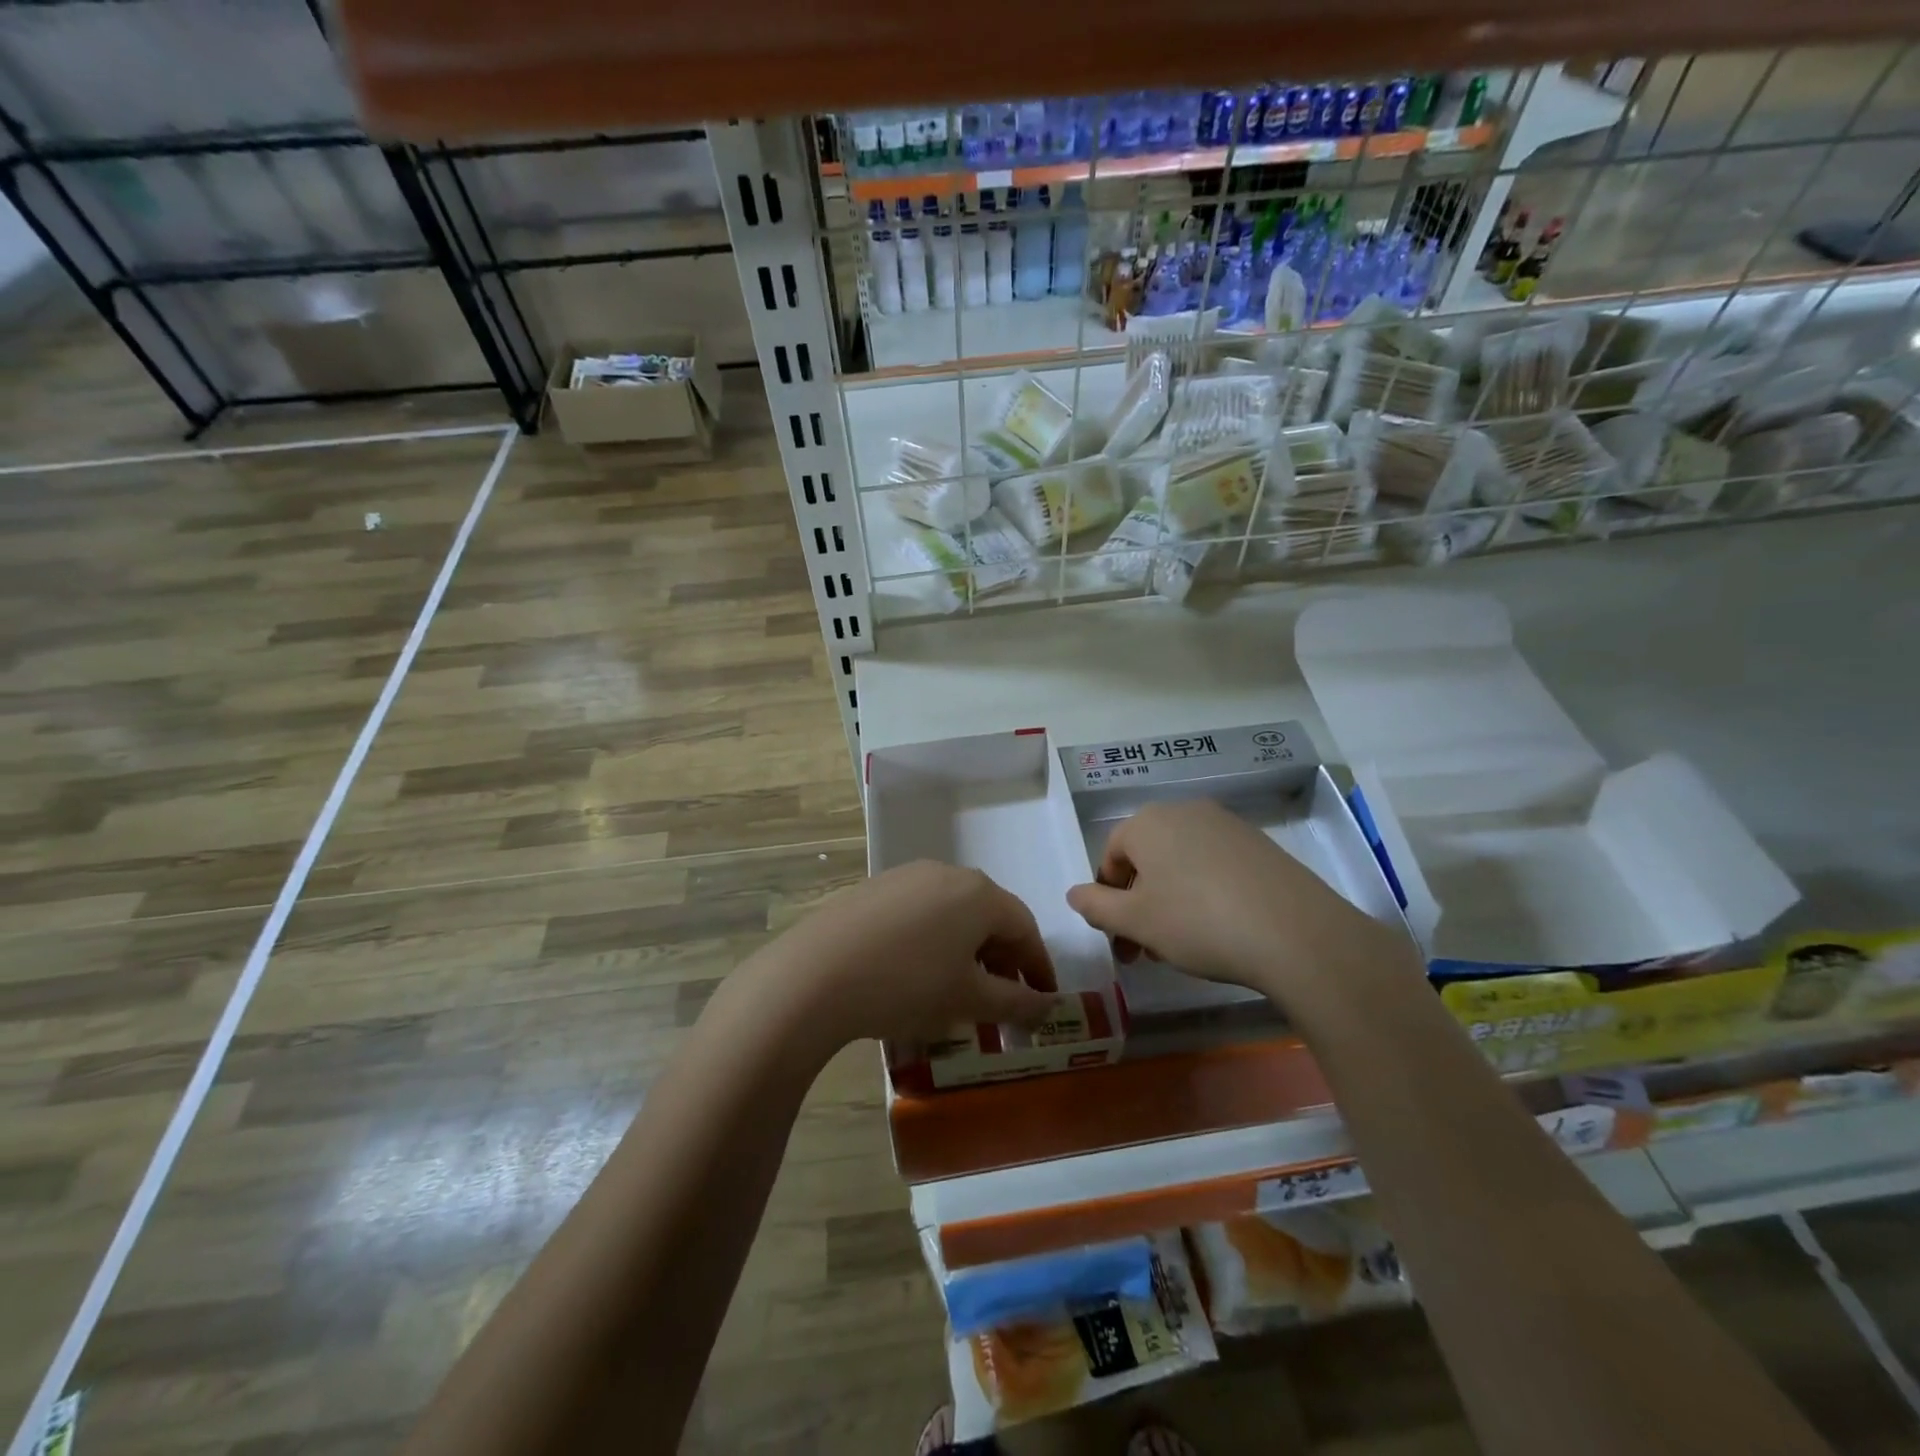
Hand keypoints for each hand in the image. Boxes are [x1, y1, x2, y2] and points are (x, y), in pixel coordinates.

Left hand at [774, 861, 1057, 1047]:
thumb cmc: (907, 985)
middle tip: (1002, 1001)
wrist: (815, 975)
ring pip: (952, 914)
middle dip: (1001, 960)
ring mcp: (905, 877)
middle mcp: (945, 873)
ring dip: (966, 951)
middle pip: (988, 916)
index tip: (1043, 1001)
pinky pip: (919, 914)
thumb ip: (1016, 1002)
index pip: (1025, 927)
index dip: (1038, 967)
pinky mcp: (873, 889)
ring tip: (958, 991)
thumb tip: (1047, 1005)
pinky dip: (932, 942)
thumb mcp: (968, 1001)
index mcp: (978, 893)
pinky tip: (916, 973)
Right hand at [1065, 800, 1418, 1002]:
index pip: (1111, 856)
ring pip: (1180, 863)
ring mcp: (1226, 825)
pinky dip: (1205, 893)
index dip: (1108, 898)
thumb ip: (1096, 906)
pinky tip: (1219, 929)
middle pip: (1147, 858)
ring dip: (1170, 901)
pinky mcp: (1259, 845)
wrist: (1294, 933)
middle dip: (1139, 903)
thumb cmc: (1196, 922)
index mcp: (1147, 822)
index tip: (1119, 937)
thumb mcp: (1135, 921)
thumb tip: (1074, 894)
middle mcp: (1184, 812)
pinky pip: (1215, 866)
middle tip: (1146, 948)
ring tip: (1181, 945)